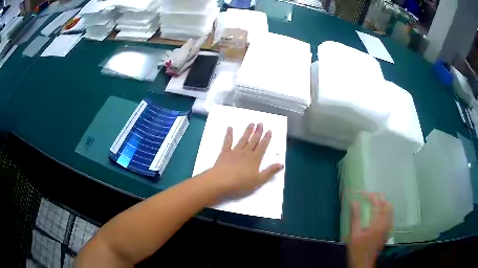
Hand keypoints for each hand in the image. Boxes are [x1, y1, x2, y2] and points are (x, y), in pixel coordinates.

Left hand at [205, 123, 283, 198]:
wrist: (220, 182)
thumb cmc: (240, 184)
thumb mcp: (258, 181)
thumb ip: (270, 172)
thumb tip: (281, 164)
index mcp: (255, 159)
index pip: (262, 147)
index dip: (266, 138)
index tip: (269, 130)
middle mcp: (246, 153)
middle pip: (253, 141)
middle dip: (258, 132)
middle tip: (261, 123)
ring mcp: (234, 152)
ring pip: (243, 139)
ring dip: (247, 131)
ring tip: (251, 123)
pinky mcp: (224, 153)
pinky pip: (227, 142)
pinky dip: (229, 134)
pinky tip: (230, 128)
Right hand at [347, 193, 392, 267]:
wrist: (363, 264)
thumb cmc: (357, 251)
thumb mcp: (353, 235)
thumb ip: (355, 218)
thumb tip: (354, 202)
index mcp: (377, 223)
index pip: (378, 202)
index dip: (370, 195)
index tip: (361, 194)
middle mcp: (385, 223)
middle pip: (387, 203)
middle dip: (378, 198)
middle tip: (367, 198)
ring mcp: (387, 227)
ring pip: (389, 209)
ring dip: (382, 203)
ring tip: (372, 205)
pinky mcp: (387, 231)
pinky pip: (389, 216)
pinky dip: (384, 211)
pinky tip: (377, 215)